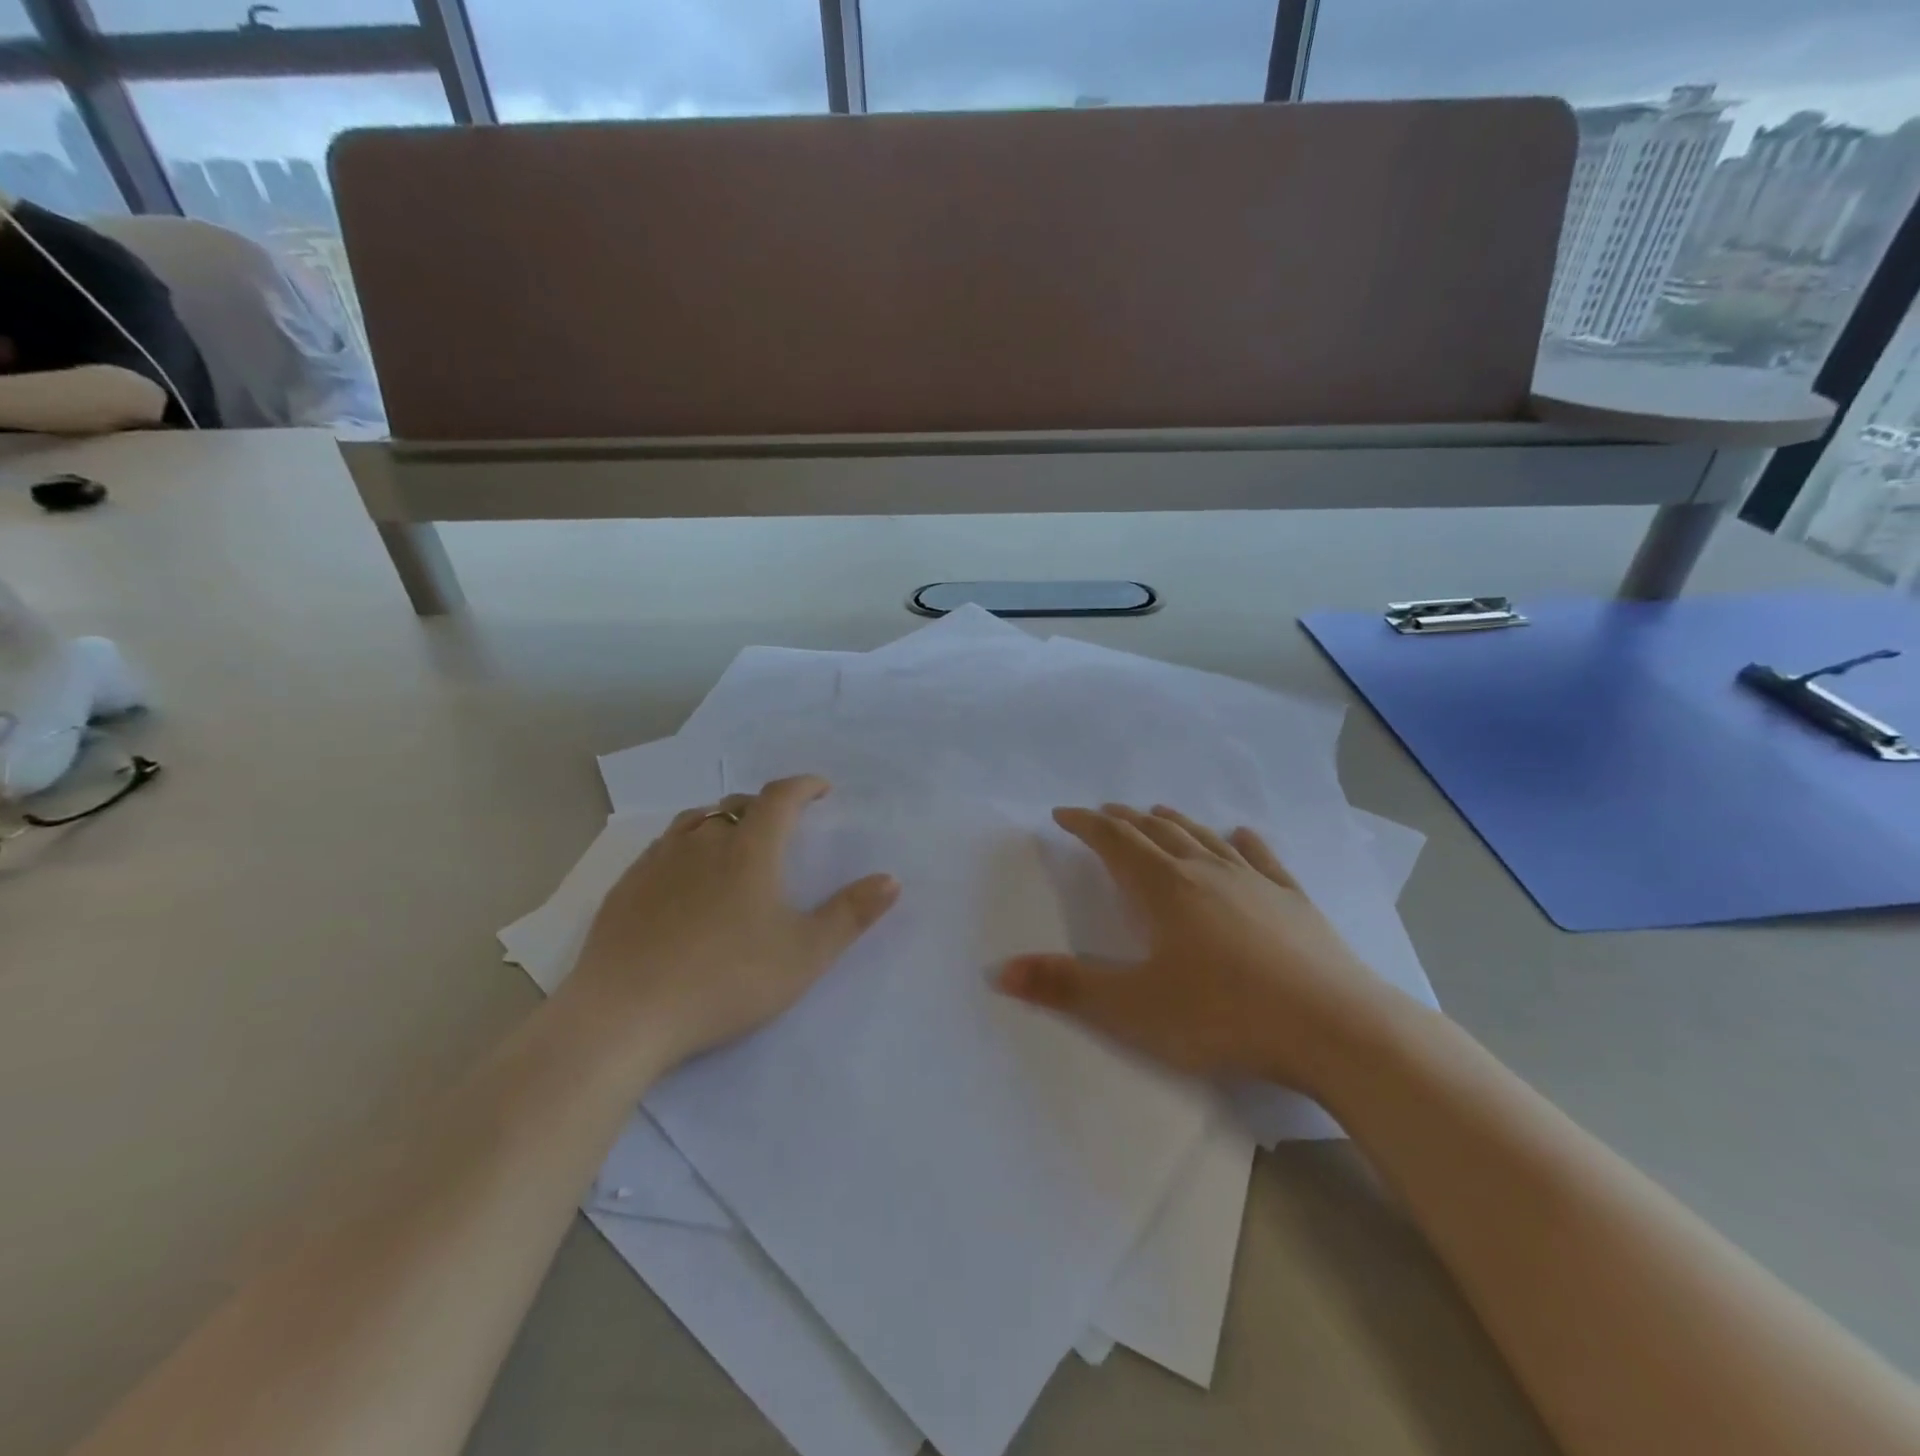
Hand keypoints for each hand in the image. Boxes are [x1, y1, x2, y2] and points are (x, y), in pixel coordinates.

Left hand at [561, 776, 898, 1074]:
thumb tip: (891, 879)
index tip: (821, 789)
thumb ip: (851, 914)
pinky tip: (683, 878)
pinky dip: (685, 847)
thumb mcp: (804, 954)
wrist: (625, 1015)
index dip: (804, 786)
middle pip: (737, 804)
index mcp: (749, 850)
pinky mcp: (626, 887)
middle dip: (765, 806)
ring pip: (695, 821)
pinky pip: (663, 848)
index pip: (781, 797)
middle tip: (782, 826)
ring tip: (733, 842)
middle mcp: (703, 842)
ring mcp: (658, 861)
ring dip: (722, 820)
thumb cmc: (726, 980)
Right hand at [997, 804, 1413, 1091]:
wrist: (1336, 1028)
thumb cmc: (1224, 1016)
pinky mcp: (1294, 901)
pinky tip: (1241, 834)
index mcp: (1164, 888)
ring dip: (1174, 822)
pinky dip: (1242, 841)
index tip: (1062, 813)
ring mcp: (1255, 882)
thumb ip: (1066, 987)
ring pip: (1204, 837)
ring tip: (1156, 813)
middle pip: (1156, 832)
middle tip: (1104, 813)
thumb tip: (1000, 970)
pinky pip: (1262, 857)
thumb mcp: (1133, 1008)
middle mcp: (1206, 871)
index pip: (1114, 842)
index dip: (1085, 824)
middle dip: (1124, 820)